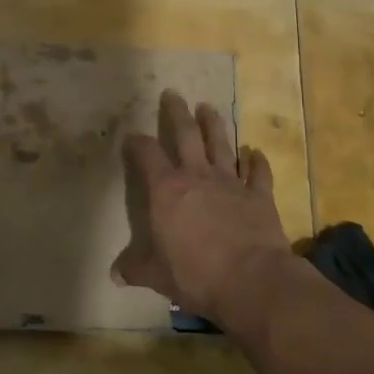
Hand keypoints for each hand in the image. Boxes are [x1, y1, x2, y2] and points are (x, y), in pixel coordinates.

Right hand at [112, 90, 298, 334]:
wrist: (251, 280)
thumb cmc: (195, 274)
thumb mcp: (156, 275)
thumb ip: (135, 268)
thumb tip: (115, 274)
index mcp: (167, 189)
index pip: (147, 155)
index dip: (137, 143)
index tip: (132, 137)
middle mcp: (198, 176)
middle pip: (186, 134)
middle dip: (177, 112)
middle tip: (173, 94)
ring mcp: (231, 182)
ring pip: (221, 144)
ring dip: (214, 124)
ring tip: (208, 107)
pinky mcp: (259, 195)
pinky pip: (258, 172)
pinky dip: (257, 161)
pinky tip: (255, 152)